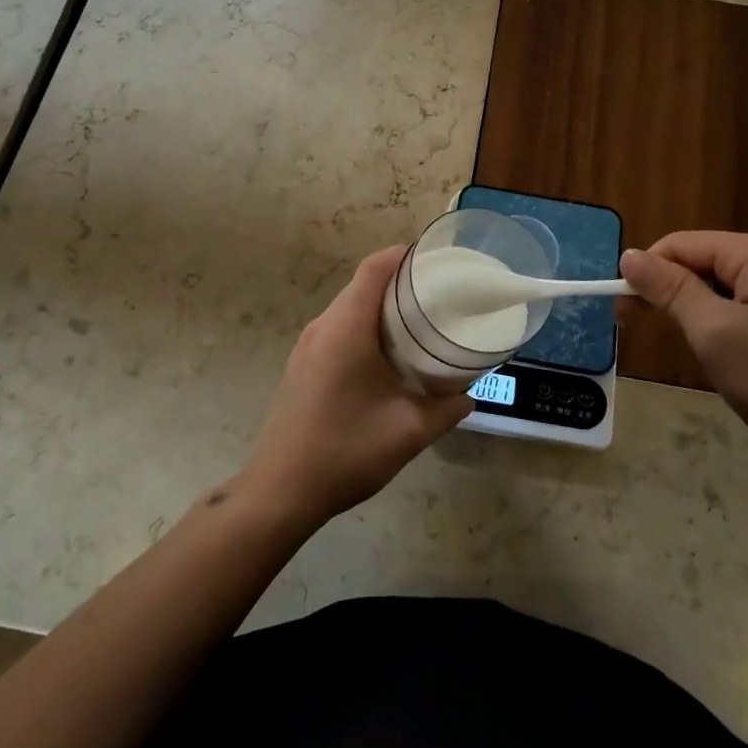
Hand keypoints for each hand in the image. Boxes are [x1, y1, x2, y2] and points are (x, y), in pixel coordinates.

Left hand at [238, 247, 472, 528]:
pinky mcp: (302, 364)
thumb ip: (445, 409)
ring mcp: (308, 345)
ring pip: (350, 307)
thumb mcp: (408, 432)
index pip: (374, 268)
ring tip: (420, 323)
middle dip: (401, 282)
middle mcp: (323, 326)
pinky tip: (388, 356)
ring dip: (382, 307)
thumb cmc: (345, 451)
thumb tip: (467, 396)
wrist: (279, 492)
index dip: (404, 255)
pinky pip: (339, 328)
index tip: (437, 261)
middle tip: (440, 295)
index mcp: (346, 328)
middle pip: (363, 284)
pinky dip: (366, 327)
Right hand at [620, 232, 747, 484]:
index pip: (681, 244)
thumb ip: (670, 290)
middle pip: (707, 262)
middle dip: (672, 293)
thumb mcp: (716, 336)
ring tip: (696, 353)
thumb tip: (630, 254)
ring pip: (731, 287)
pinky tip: (737, 360)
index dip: (645, 273)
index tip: (620, 313)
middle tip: (642, 332)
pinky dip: (733, 325)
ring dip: (701, 312)